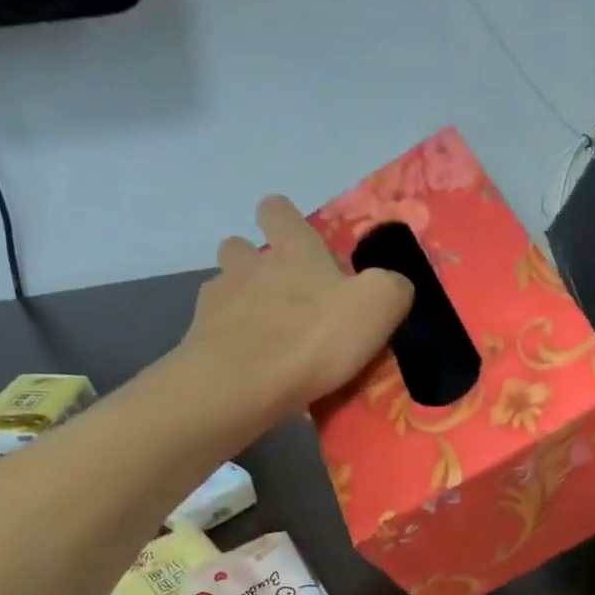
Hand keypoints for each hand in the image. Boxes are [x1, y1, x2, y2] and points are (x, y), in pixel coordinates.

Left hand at [185, 196, 412, 417]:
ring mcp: (218, 301)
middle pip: (239, 247)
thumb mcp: (378, 306)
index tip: (303, 247)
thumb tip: (393, 286)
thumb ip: (392, 288)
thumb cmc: (314, 338)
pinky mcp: (200, 340)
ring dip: (241, 303)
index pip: (278, 209)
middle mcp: (249, 264)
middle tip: (285, 298)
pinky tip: (251, 368)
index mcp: (292, 248)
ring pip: (224, 288)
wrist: (242, 385)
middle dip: (256, 263)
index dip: (287, 222)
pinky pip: (216, 332)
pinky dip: (232, 344)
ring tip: (266, 336)